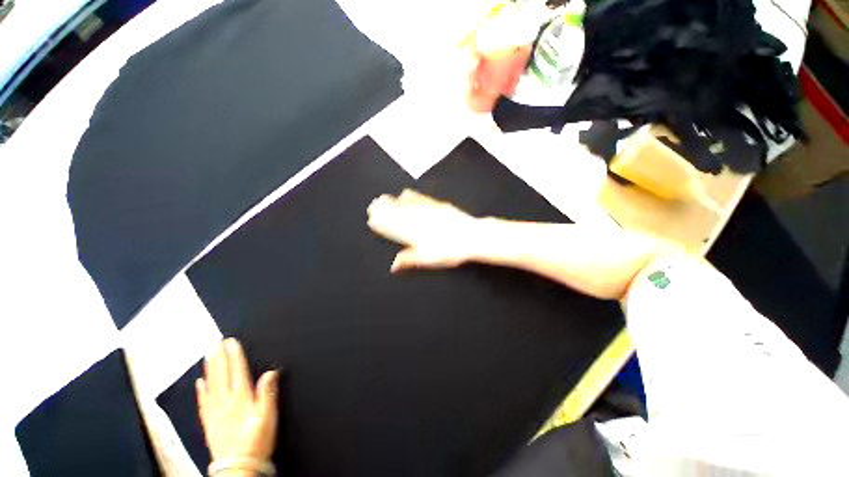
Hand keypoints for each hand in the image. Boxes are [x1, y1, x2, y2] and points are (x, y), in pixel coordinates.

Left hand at [196, 338, 279, 461]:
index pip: (237, 371)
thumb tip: (270, 372)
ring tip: (208, 356)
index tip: (231, 342)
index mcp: (241, 398)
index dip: (234, 355)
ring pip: (211, 386)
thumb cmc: (257, 440)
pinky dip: (201, 390)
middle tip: (216, 343)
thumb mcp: (268, 416)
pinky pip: (203, 402)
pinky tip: (199, 383)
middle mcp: (226, 402)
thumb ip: (268, 393)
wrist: (238, 467)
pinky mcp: (209, 423)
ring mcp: (215, 413)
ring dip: (209, 369)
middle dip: (220, 358)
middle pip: (221, 375)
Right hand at [367, 189, 477, 270]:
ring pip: (405, 205)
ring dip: (393, 201)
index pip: (393, 228)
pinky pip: (420, 198)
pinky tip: (405, 193)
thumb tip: (393, 265)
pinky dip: (410, 196)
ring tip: (383, 197)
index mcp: (414, 234)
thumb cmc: (450, 251)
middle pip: (397, 214)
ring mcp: (428, 211)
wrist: (472, 236)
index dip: (382, 223)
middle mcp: (418, 220)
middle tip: (373, 204)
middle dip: (384, 209)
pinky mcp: (437, 205)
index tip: (372, 219)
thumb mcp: (428, 259)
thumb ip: (409, 260)